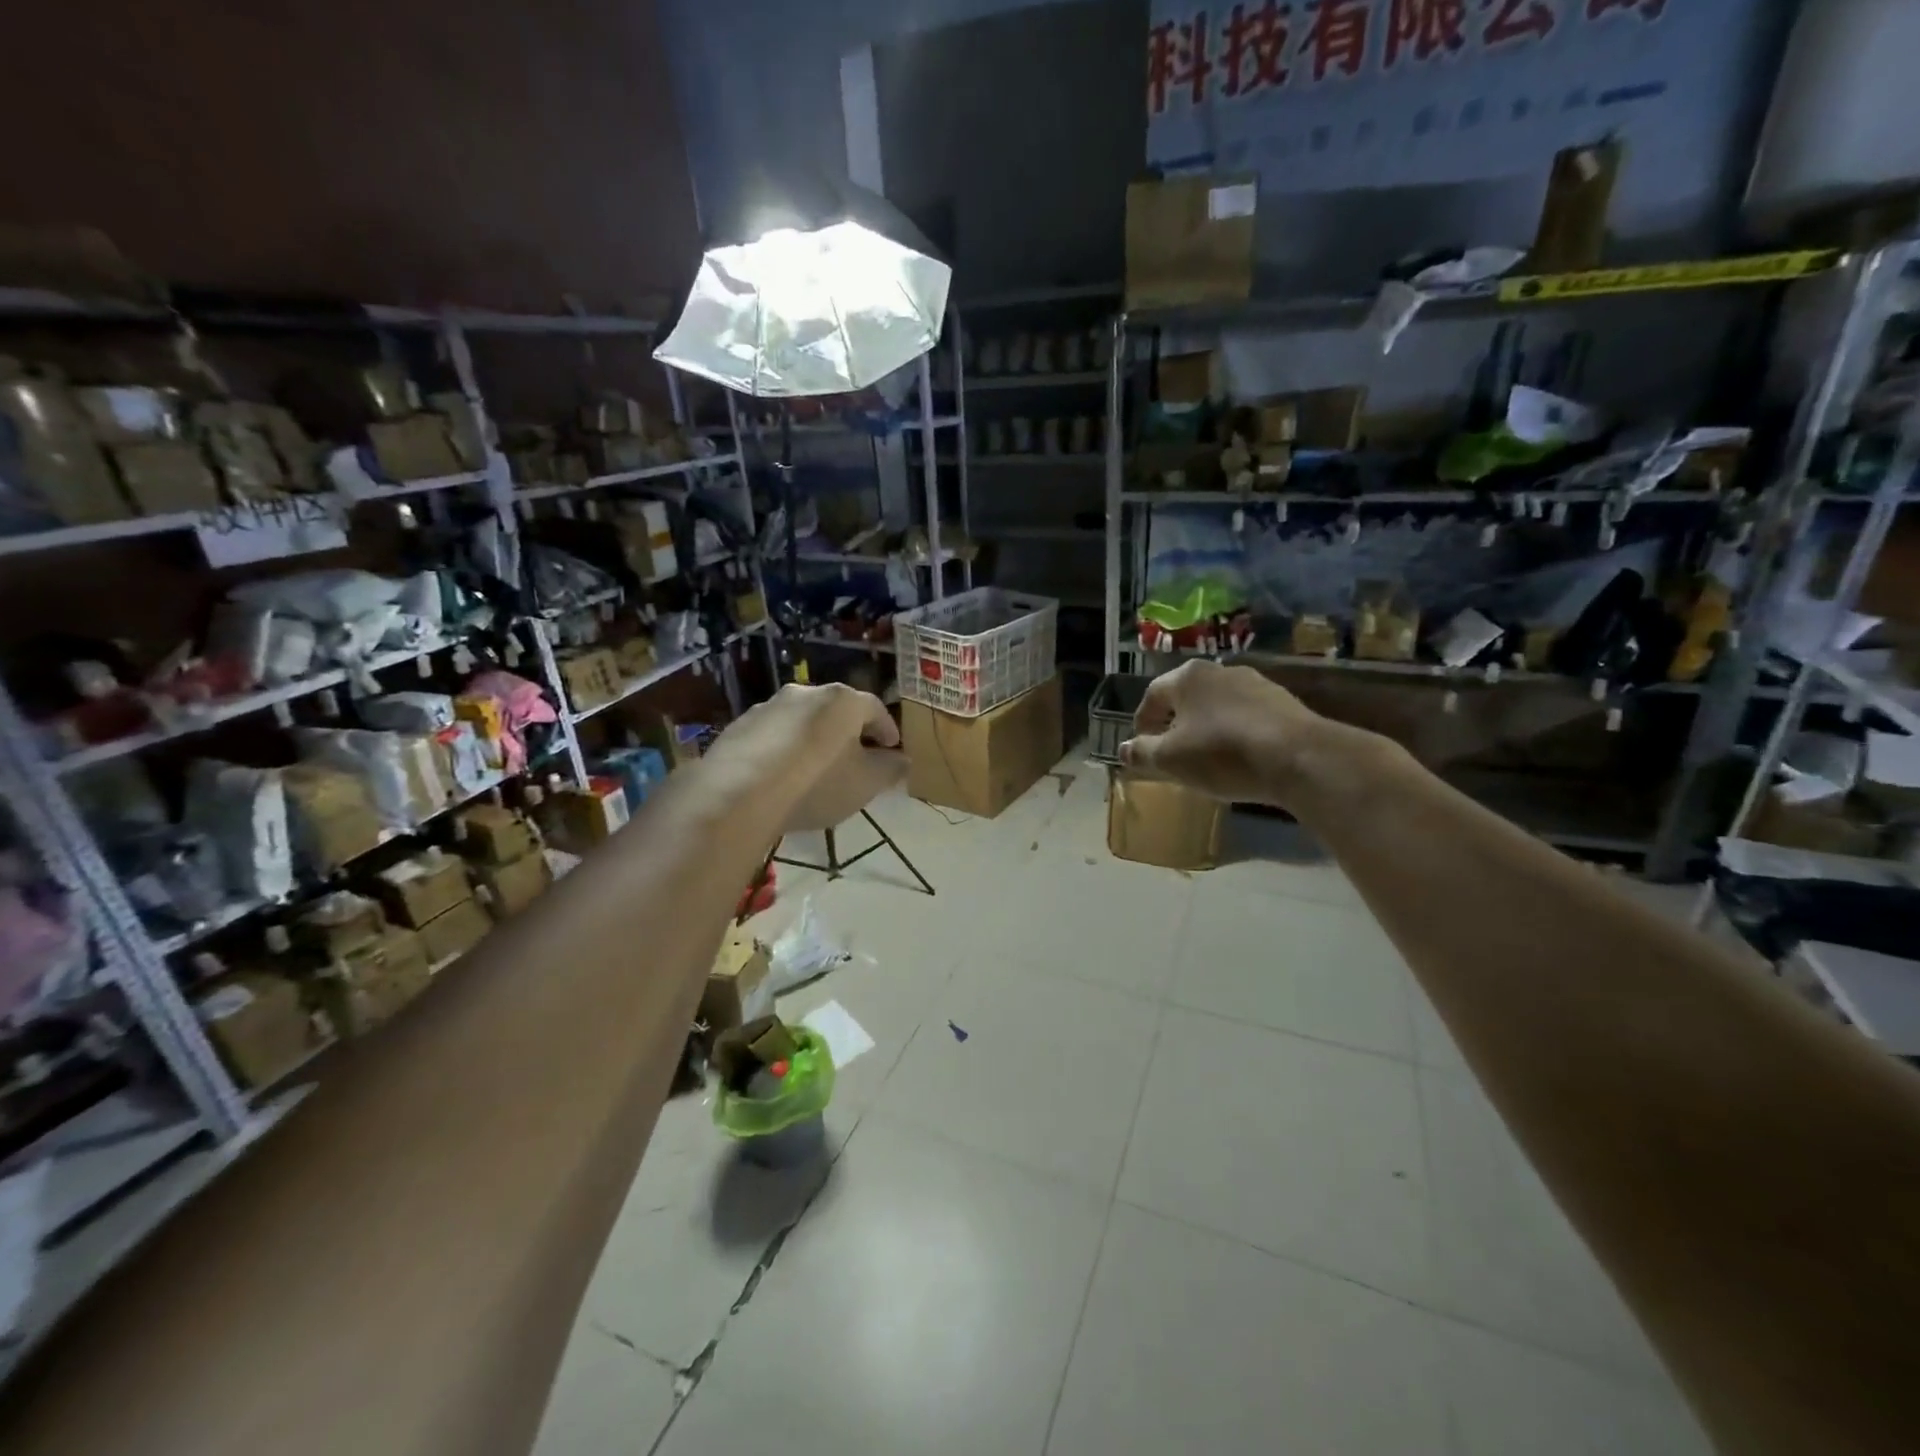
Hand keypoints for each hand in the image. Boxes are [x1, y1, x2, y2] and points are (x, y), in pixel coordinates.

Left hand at [703, 681, 902, 827]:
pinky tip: (782, 777)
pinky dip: (784, 751)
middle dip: (850, 735)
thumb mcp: (866, 783)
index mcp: (842, 700)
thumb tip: (901, 759)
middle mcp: (805, 692)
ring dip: (814, 741)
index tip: (892, 751)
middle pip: (837, 712)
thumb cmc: (817, 784)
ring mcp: (768, 706)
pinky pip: (773, 736)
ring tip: (816, 771)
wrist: (737, 794)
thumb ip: (890, 769)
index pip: (875, 709)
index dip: (888, 731)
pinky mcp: (740, 726)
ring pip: (803, 722)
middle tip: (856, 761)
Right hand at [1120, 660, 1323, 805]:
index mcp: (1187, 677)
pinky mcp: (1283, 702)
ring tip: (1206, 758)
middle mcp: (1220, 670)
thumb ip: (1142, 753)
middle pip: (1186, 697)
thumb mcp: (1171, 760)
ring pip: (1217, 706)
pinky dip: (1235, 733)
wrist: (1300, 757)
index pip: (1151, 695)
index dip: (1142, 723)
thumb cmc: (1223, 754)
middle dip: (1174, 724)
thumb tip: (1123, 749)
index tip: (1141, 748)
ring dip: (1206, 728)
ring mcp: (1255, 683)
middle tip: (1171, 753)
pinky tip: (1240, 758)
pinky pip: (1246, 716)